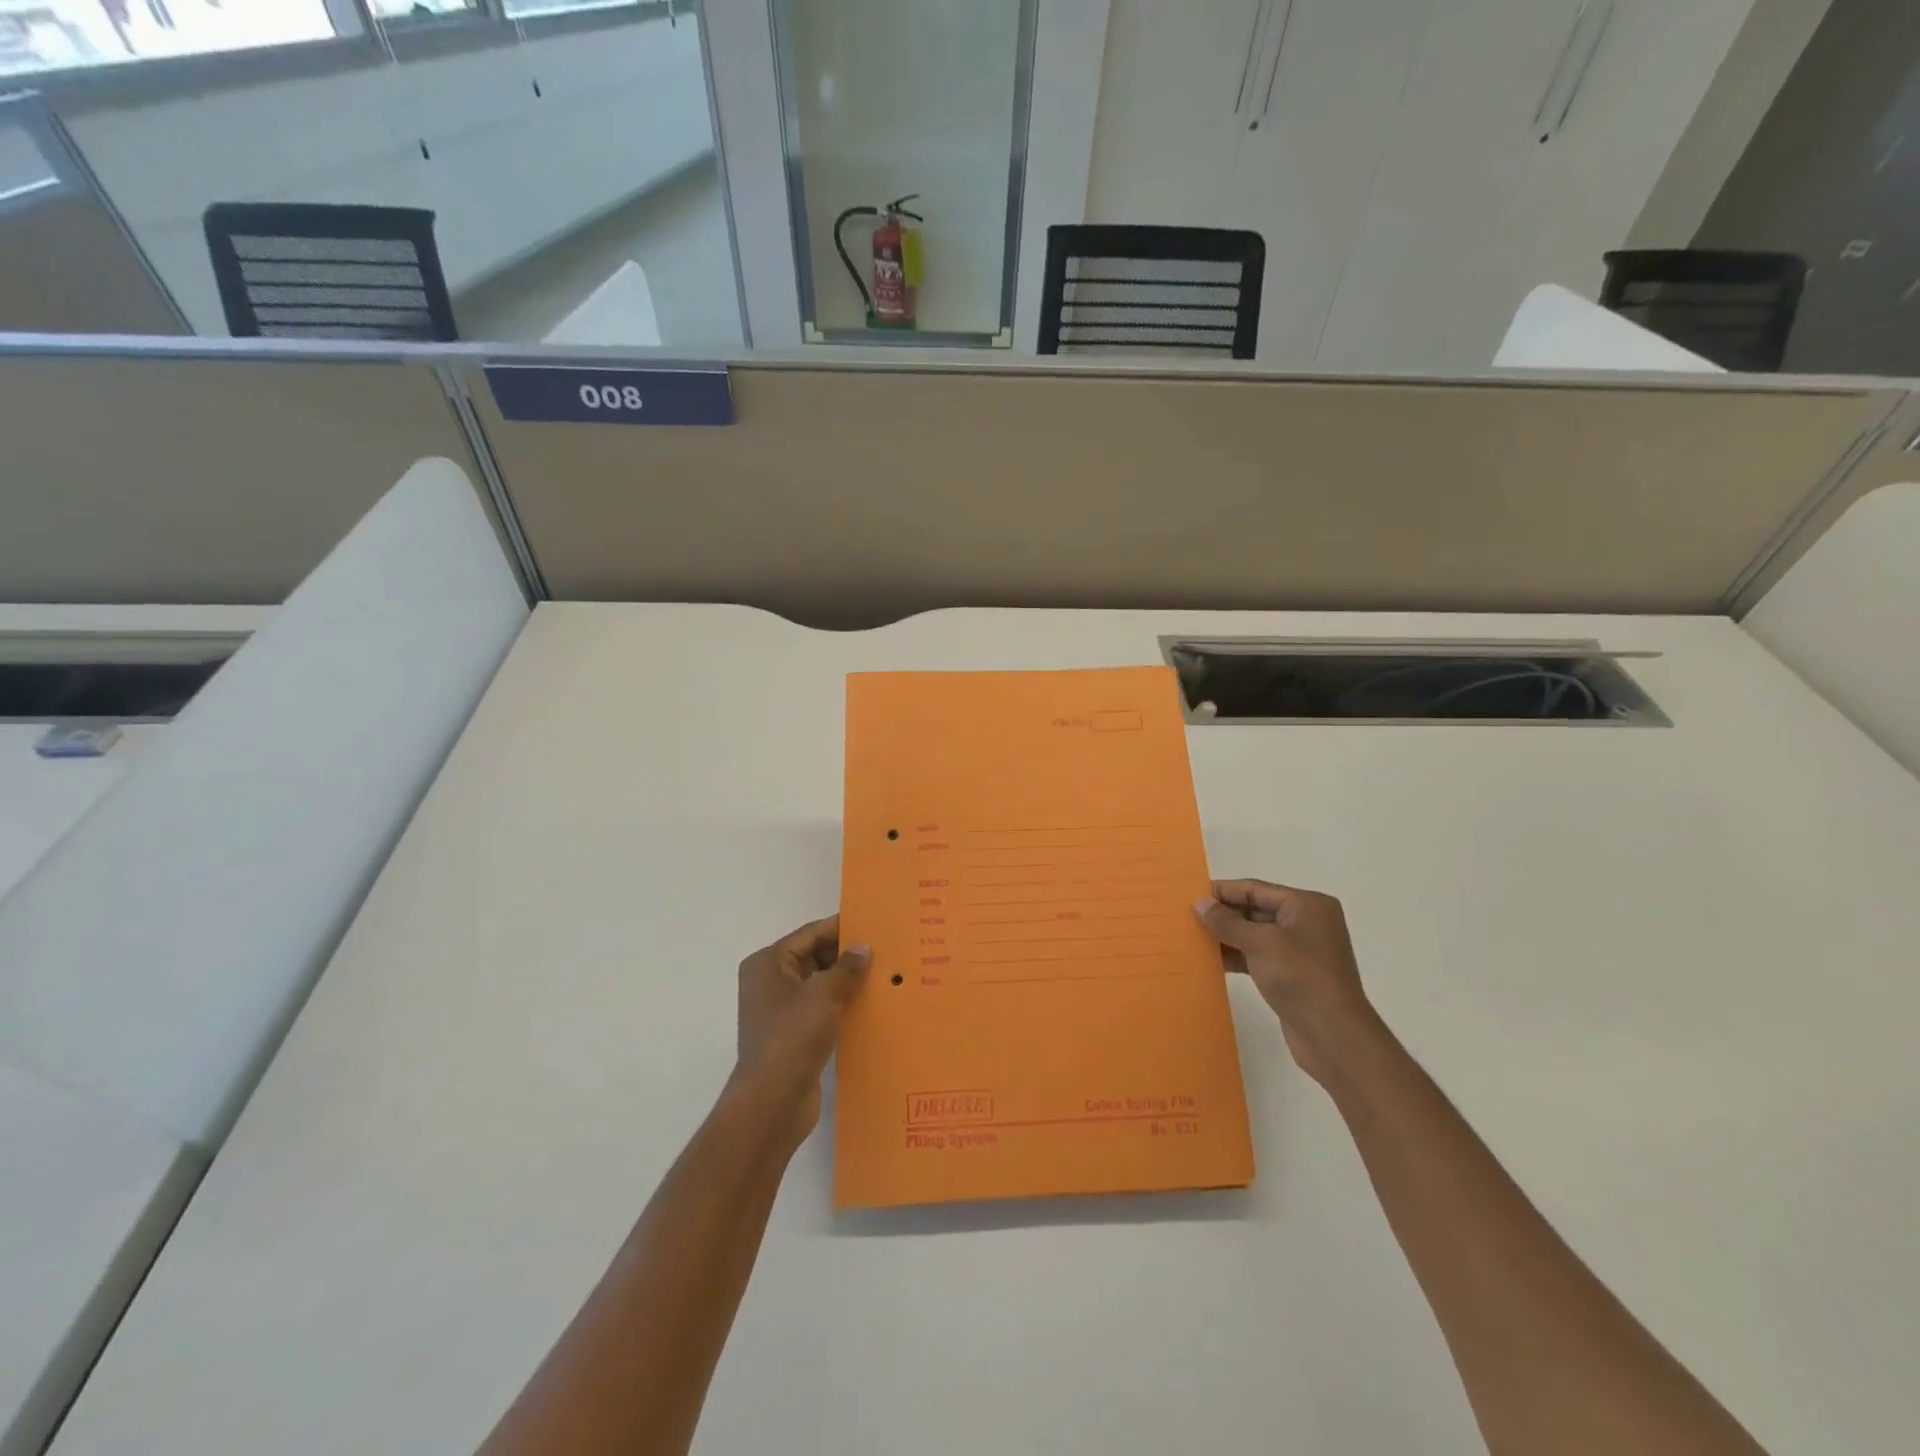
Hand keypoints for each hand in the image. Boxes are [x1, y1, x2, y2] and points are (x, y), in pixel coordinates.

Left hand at [732, 916, 869, 1146]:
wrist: (772, 1101)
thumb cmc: (793, 1037)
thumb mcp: (824, 994)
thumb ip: (846, 967)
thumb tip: (863, 947)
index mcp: (768, 963)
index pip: (810, 934)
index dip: (841, 928)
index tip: (874, 924)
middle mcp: (769, 981)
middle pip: (814, 956)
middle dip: (846, 955)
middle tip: (884, 951)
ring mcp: (780, 1009)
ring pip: (819, 983)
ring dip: (846, 981)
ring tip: (883, 975)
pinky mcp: (792, 1034)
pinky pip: (820, 1008)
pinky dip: (841, 1004)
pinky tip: (869, 1005)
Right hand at [1194, 879, 1378, 1086]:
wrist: (1334, 1035)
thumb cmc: (1300, 977)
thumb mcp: (1260, 943)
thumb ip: (1227, 921)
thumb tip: (1200, 903)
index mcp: (1307, 905)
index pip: (1256, 889)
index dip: (1223, 891)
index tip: (1190, 894)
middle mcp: (1307, 922)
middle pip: (1256, 909)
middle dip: (1223, 914)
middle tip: (1187, 916)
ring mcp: (1301, 950)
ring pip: (1255, 934)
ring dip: (1227, 936)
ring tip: (1193, 937)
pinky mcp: (1293, 974)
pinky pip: (1259, 955)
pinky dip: (1238, 955)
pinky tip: (1212, 960)